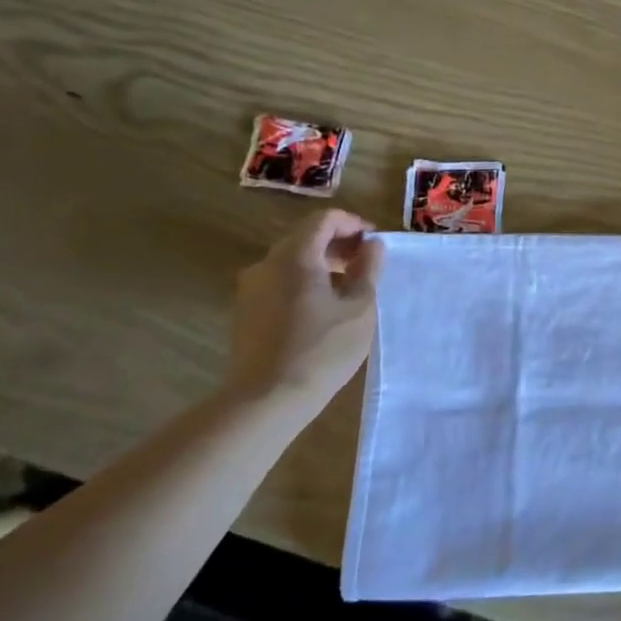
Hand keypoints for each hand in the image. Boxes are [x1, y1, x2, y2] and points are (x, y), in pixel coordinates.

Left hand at [229, 210, 383, 413]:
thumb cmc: (321, 349)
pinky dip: (303, 282)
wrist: (265, 401)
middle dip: (338, 244)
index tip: (374, 243)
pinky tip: (322, 310)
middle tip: (365, 264)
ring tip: (348, 288)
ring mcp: (251, 289)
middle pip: (305, 237)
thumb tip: (372, 245)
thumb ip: (369, 269)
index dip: (353, 224)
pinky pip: (279, 282)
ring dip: (321, 264)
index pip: (324, 220)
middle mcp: (266, 264)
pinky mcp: (246, 313)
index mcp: (295, 256)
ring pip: (291, 261)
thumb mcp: (360, 307)